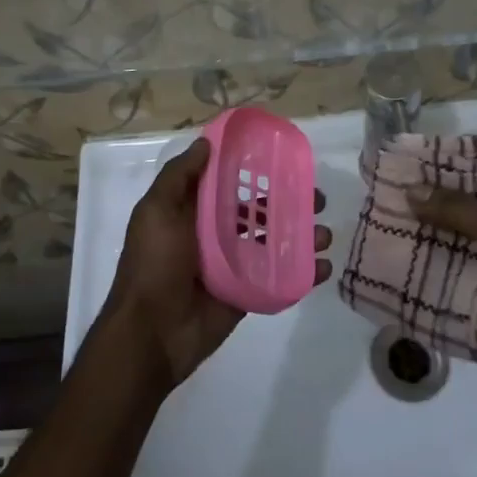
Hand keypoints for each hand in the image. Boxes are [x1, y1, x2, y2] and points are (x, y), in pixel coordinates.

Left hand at [106, 139, 333, 387]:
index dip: (254, 170)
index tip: (284, 158)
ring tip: (326, 234)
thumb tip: (206, 143)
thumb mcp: (157, 210)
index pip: (228, 183)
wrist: (150, 333)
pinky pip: (278, 279)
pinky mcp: (246, 294)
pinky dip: (303, 273)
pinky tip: (324, 267)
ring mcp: (232, 265)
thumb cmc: (154, 263)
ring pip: (274, 243)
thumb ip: (180, 176)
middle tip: (318, 198)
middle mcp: (214, 233)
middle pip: (258, 211)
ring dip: (302, 236)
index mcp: (192, 211)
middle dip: (289, 202)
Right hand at [410, 179, 476, 406]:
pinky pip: (468, 276)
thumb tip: (411, 190)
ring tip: (393, 227)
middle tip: (395, 198)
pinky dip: (443, 271)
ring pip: (469, 245)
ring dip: (436, 240)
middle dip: (438, 207)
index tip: (415, 168)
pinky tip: (409, 265)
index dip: (454, 172)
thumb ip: (456, 209)